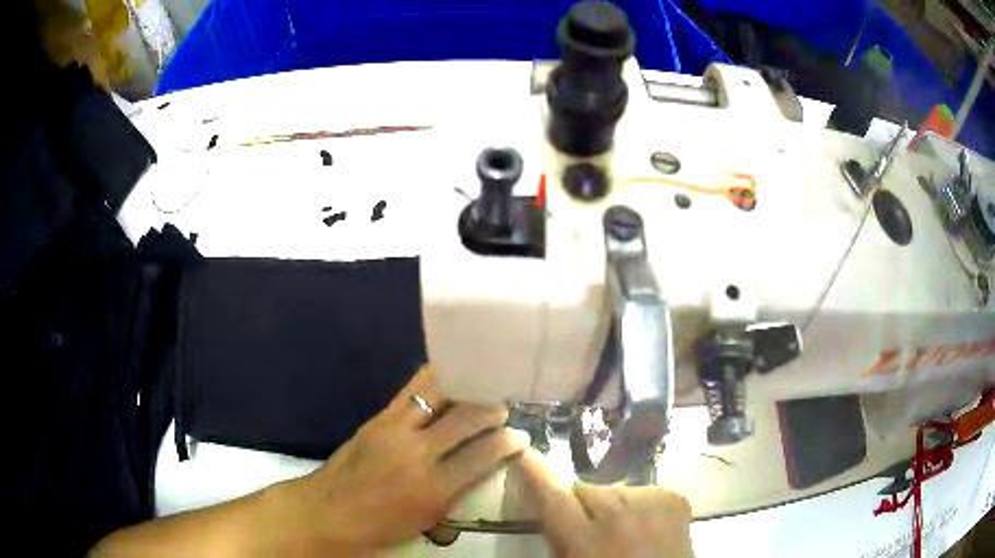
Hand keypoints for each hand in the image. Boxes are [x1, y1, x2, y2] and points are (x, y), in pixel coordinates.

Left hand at [274, 364, 527, 550]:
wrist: (329, 512)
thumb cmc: (380, 527)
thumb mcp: (426, 521)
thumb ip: (456, 492)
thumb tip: (480, 466)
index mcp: (434, 488)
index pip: (483, 456)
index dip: (507, 443)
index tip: (520, 436)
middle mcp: (419, 453)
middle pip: (466, 420)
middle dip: (492, 411)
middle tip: (503, 408)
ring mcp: (396, 430)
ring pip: (440, 397)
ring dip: (466, 390)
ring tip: (481, 386)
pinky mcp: (379, 418)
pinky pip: (411, 391)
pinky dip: (433, 380)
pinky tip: (447, 374)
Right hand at [517, 449, 693, 557]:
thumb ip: (558, 539)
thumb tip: (548, 510)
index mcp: (584, 542)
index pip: (552, 498)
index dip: (535, 474)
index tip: (525, 454)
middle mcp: (617, 516)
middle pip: (584, 489)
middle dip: (578, 503)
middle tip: (584, 526)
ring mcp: (650, 505)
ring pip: (614, 489)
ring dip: (610, 504)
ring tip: (619, 529)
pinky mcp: (674, 500)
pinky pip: (643, 491)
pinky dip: (638, 504)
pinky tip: (643, 525)